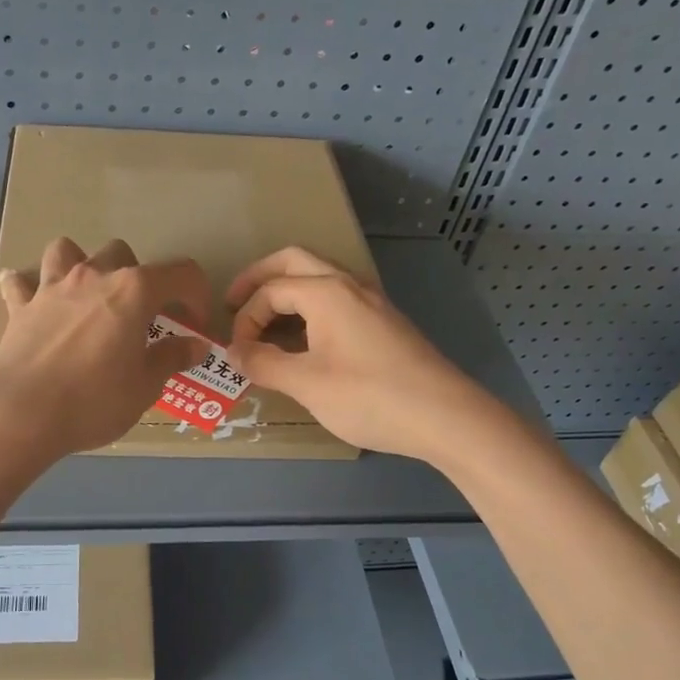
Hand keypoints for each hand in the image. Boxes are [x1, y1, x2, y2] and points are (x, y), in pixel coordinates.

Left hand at [0, 237, 213, 459]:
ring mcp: (52, 287)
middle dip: (136, 278)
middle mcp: (93, 276)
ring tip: (85, 295)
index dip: (195, 295)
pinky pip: (21, 283)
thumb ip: (171, 358)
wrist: (21, 413)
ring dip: (79, 264)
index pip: (181, 273)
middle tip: (138, 316)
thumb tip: (196, 345)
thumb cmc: (94, 400)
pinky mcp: (20, 307)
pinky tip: (31, 299)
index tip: (194, 324)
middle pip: (122, 254)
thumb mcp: (145, 386)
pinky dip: (27, 287)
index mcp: (133, 291)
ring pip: (66, 250)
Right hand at [224, 247, 485, 463]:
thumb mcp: (307, 384)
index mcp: (326, 292)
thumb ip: (264, 364)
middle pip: (294, 262)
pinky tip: (304, 340)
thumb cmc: (370, 396)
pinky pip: (336, 299)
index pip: (271, 290)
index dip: (245, 318)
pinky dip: (309, 308)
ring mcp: (371, 301)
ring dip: (287, 291)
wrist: (445, 417)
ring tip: (265, 322)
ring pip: (319, 278)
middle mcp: (349, 285)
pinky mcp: (384, 322)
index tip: (237, 353)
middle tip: (234, 303)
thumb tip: (234, 353)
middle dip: (259, 278)